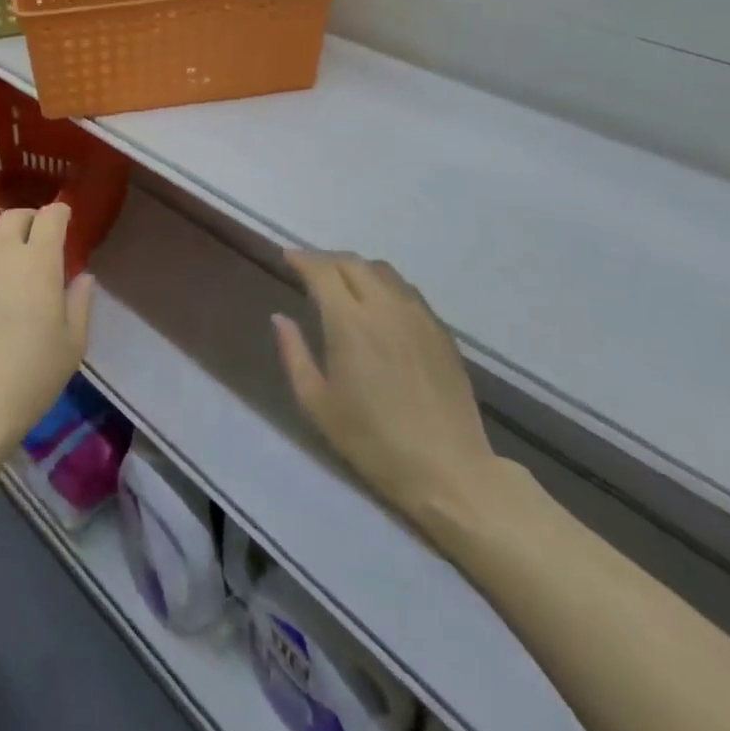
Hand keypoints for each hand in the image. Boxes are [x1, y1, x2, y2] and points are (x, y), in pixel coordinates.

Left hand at [0, 204, 93, 453]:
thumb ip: (80, 303)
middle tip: (34, 240)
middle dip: (29, 222)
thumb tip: (83, 276)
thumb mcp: (72, 345)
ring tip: (0, 262)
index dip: (60, 214)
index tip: (64, 221)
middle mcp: (0, 252)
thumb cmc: (31, 375)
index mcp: (38, 261)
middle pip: (14, 217)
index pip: (51, 217)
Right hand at [274, 251, 501, 533]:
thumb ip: (294, 354)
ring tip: (343, 283)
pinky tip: (379, 305)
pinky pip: (406, 290)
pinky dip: (383, 284)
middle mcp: (384, 306)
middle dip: (325, 259)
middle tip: (309, 269)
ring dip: (356, 268)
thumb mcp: (317, 404)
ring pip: (381, 271)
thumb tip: (280, 317)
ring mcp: (417, 315)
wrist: (449, 472)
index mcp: (349, 321)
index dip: (302, 258)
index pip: (321, 270)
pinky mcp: (440, 330)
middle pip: (351, 262)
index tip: (287, 257)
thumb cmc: (373, 442)